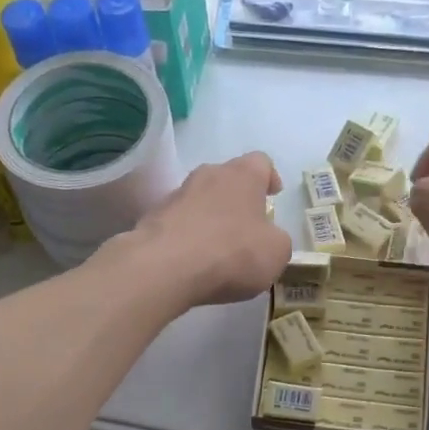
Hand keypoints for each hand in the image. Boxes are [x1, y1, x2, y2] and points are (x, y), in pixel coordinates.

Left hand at [116, 151, 291, 306]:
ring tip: (217, 249)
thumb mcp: (276, 252)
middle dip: (237, 199)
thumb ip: (277, 240)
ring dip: (210, 218)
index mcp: (243, 175)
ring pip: (199, 200)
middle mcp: (207, 175)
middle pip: (227, 179)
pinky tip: (192, 262)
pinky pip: (177, 223)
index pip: (261, 162)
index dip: (269, 178)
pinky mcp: (152, 219)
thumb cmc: (232, 253)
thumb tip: (268, 239)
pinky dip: (187, 237)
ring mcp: (176, 195)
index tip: (273, 195)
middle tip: (246, 226)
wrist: (165, 267)